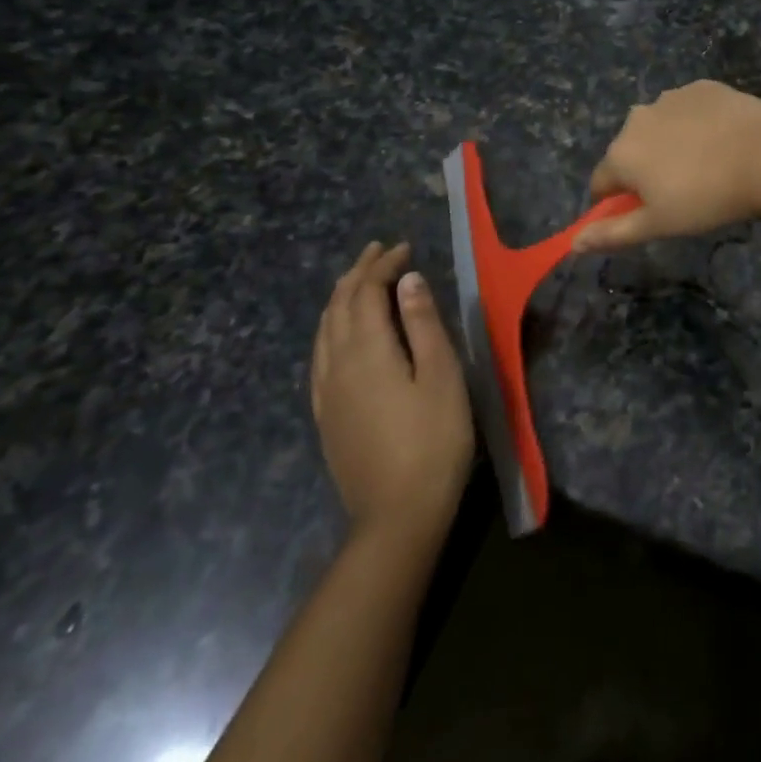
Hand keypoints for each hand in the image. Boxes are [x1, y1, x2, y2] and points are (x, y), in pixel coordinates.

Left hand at [312, 242, 473, 545]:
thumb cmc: (433, 439)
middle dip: (357, 273)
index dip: (383, 265)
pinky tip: (340, 334)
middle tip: (378, 251)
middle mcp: (336, 364)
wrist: (396, 514)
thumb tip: (408, 279)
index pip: (366, 292)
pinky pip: (319, 355)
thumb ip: (423, 324)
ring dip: (341, 297)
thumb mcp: (441, 376)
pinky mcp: (325, 414)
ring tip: (359, 281)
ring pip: (323, 329)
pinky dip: (330, 328)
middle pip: (338, 305)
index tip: (405, 247)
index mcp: (367, 350)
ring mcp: (325, 392)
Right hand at [572, 81, 760, 252]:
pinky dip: (696, 124)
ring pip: (659, 128)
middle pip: (630, 152)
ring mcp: (670, 98)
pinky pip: (688, 110)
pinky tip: (721, 141)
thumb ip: (613, 233)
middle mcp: (636, 118)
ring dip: (670, 145)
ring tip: (707, 166)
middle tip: (681, 193)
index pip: (601, 183)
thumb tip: (572, 244)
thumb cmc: (707, 198)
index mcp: (621, 153)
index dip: (616, 203)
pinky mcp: (702, 87)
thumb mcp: (659, 224)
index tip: (644, 214)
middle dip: (645, 171)